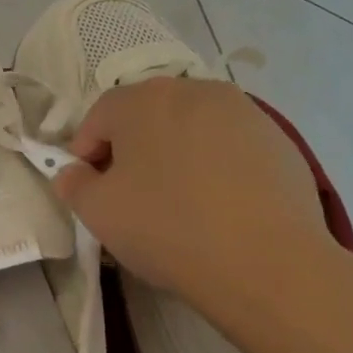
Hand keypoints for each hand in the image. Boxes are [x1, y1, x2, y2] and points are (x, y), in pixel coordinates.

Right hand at [52, 77, 334, 304]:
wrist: (266, 262)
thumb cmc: (167, 228)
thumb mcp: (98, 213)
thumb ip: (74, 185)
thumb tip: (73, 172)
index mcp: (142, 100)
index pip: (99, 116)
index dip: (86, 152)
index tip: (89, 188)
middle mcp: (192, 90)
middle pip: (148, 115)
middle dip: (132, 148)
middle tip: (131, 194)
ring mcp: (243, 111)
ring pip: (192, 127)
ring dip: (177, 153)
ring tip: (180, 200)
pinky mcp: (279, 138)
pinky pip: (231, 145)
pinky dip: (217, 165)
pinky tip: (221, 206)